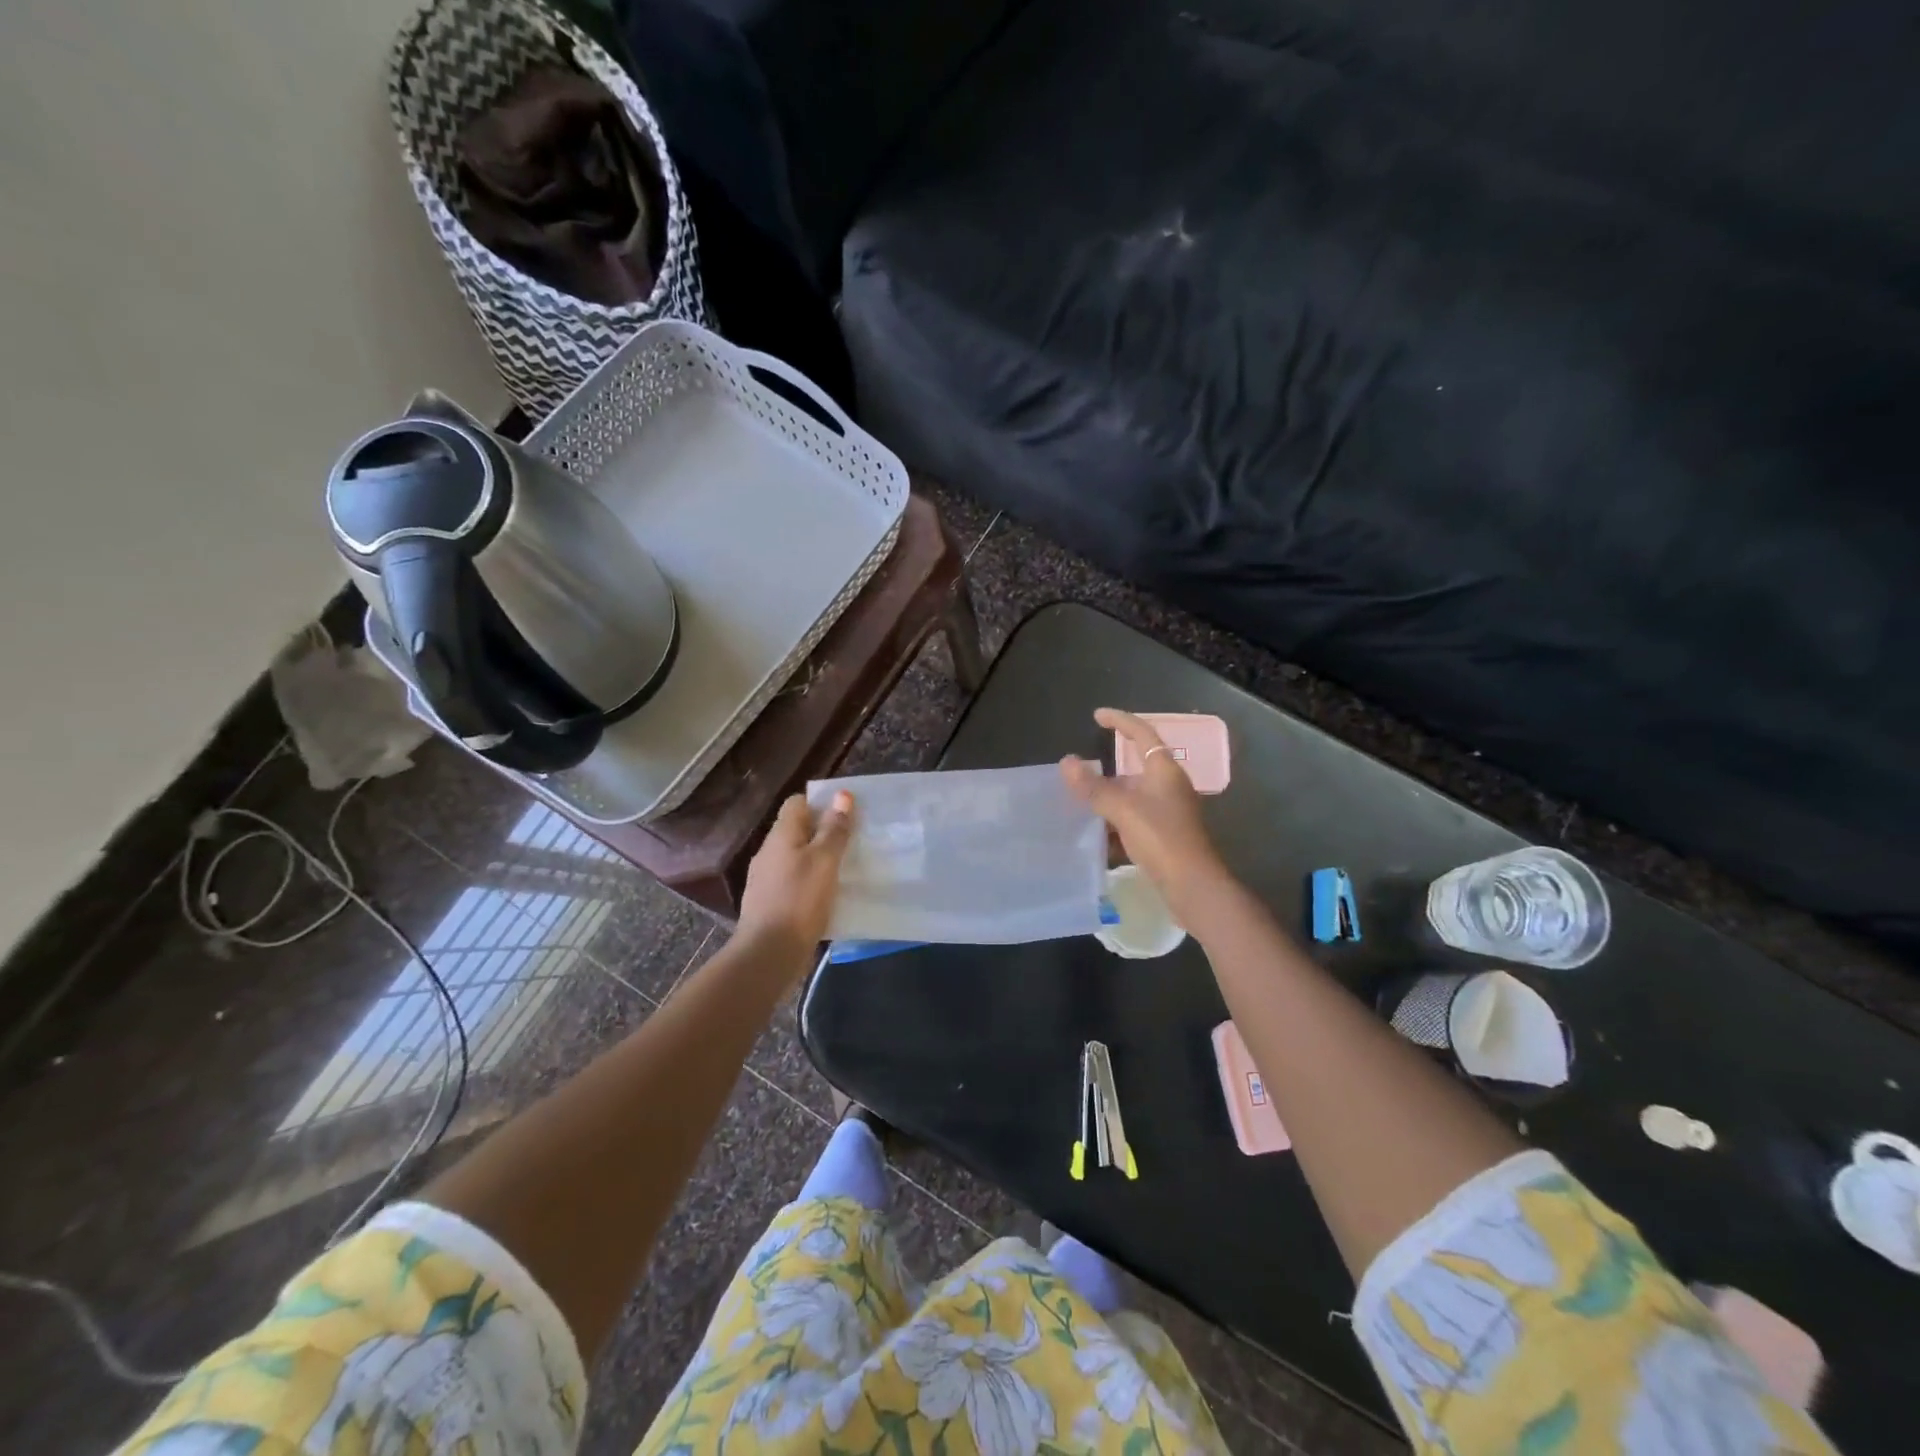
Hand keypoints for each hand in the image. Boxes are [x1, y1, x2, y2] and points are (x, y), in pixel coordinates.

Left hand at [738, 791, 854, 952]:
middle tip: (853, 840)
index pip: (797, 802)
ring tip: (846, 867)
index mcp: (781, 835)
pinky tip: (828, 895)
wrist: (769, 952)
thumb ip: (834, 829)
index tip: (846, 813)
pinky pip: (795, 881)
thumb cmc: (800, 900)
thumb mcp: (825, 860)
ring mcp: (767, 878)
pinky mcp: (771, 902)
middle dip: (823, 831)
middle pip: (797, 830)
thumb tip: (841, 795)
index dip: (821, 803)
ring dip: (819, 858)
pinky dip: (811, 882)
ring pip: (797, 857)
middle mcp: (769, 852)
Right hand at [1060, 709, 1229, 916]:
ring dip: (1108, 799)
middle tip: (1078, 772)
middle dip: (1106, 770)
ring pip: (1132, 796)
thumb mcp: (1122, 809)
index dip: (1120, 720)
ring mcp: (1168, 811)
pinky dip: (1115, 822)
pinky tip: (1096, 835)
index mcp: (1164, 770)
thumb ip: (1093, 786)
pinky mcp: (1164, 834)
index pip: (1142, 733)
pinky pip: (1134, 819)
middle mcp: (1169, 786)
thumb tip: (1067, 762)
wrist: (1192, 885)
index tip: (1097, 715)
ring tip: (1080, 804)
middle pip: (1135, 767)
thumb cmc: (1161, 838)